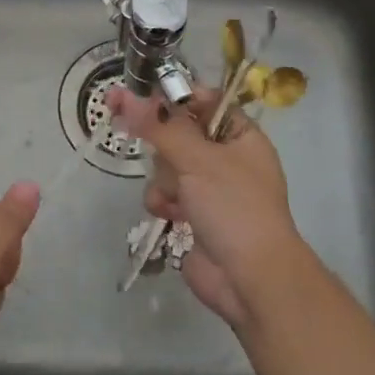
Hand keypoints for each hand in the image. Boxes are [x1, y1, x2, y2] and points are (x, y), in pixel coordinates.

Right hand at [107, 85, 309, 328]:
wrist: (251, 279)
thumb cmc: (233, 207)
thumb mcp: (197, 159)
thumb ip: (158, 126)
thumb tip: (123, 95)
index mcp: (241, 136)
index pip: (204, 101)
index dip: (173, 98)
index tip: (140, 96)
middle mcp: (227, 159)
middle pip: (179, 133)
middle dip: (163, 144)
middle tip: (135, 132)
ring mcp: (211, 189)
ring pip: (168, 165)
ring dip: (163, 179)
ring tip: (172, 195)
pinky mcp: (194, 215)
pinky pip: (166, 194)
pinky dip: (163, 202)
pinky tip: (168, 214)